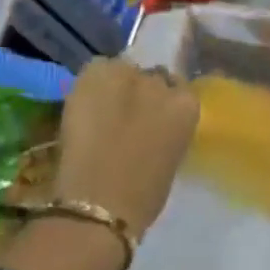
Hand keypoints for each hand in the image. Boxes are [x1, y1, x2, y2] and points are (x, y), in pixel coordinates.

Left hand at [52, 58, 199, 234]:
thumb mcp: (170, 157)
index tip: (150, 119)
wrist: (101, 202)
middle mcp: (162, 83)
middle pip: (151, 77)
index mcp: (187, 107)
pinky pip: (96, 67)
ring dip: (116, 85)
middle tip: (124, 116)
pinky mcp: (95, 74)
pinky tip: (83, 104)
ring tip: (100, 108)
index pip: (178, 91)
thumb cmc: (143, 196)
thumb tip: (154, 125)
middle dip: (140, 92)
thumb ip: (167, 130)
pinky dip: (90, 82)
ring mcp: (128, 75)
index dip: (161, 104)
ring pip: (123, 69)